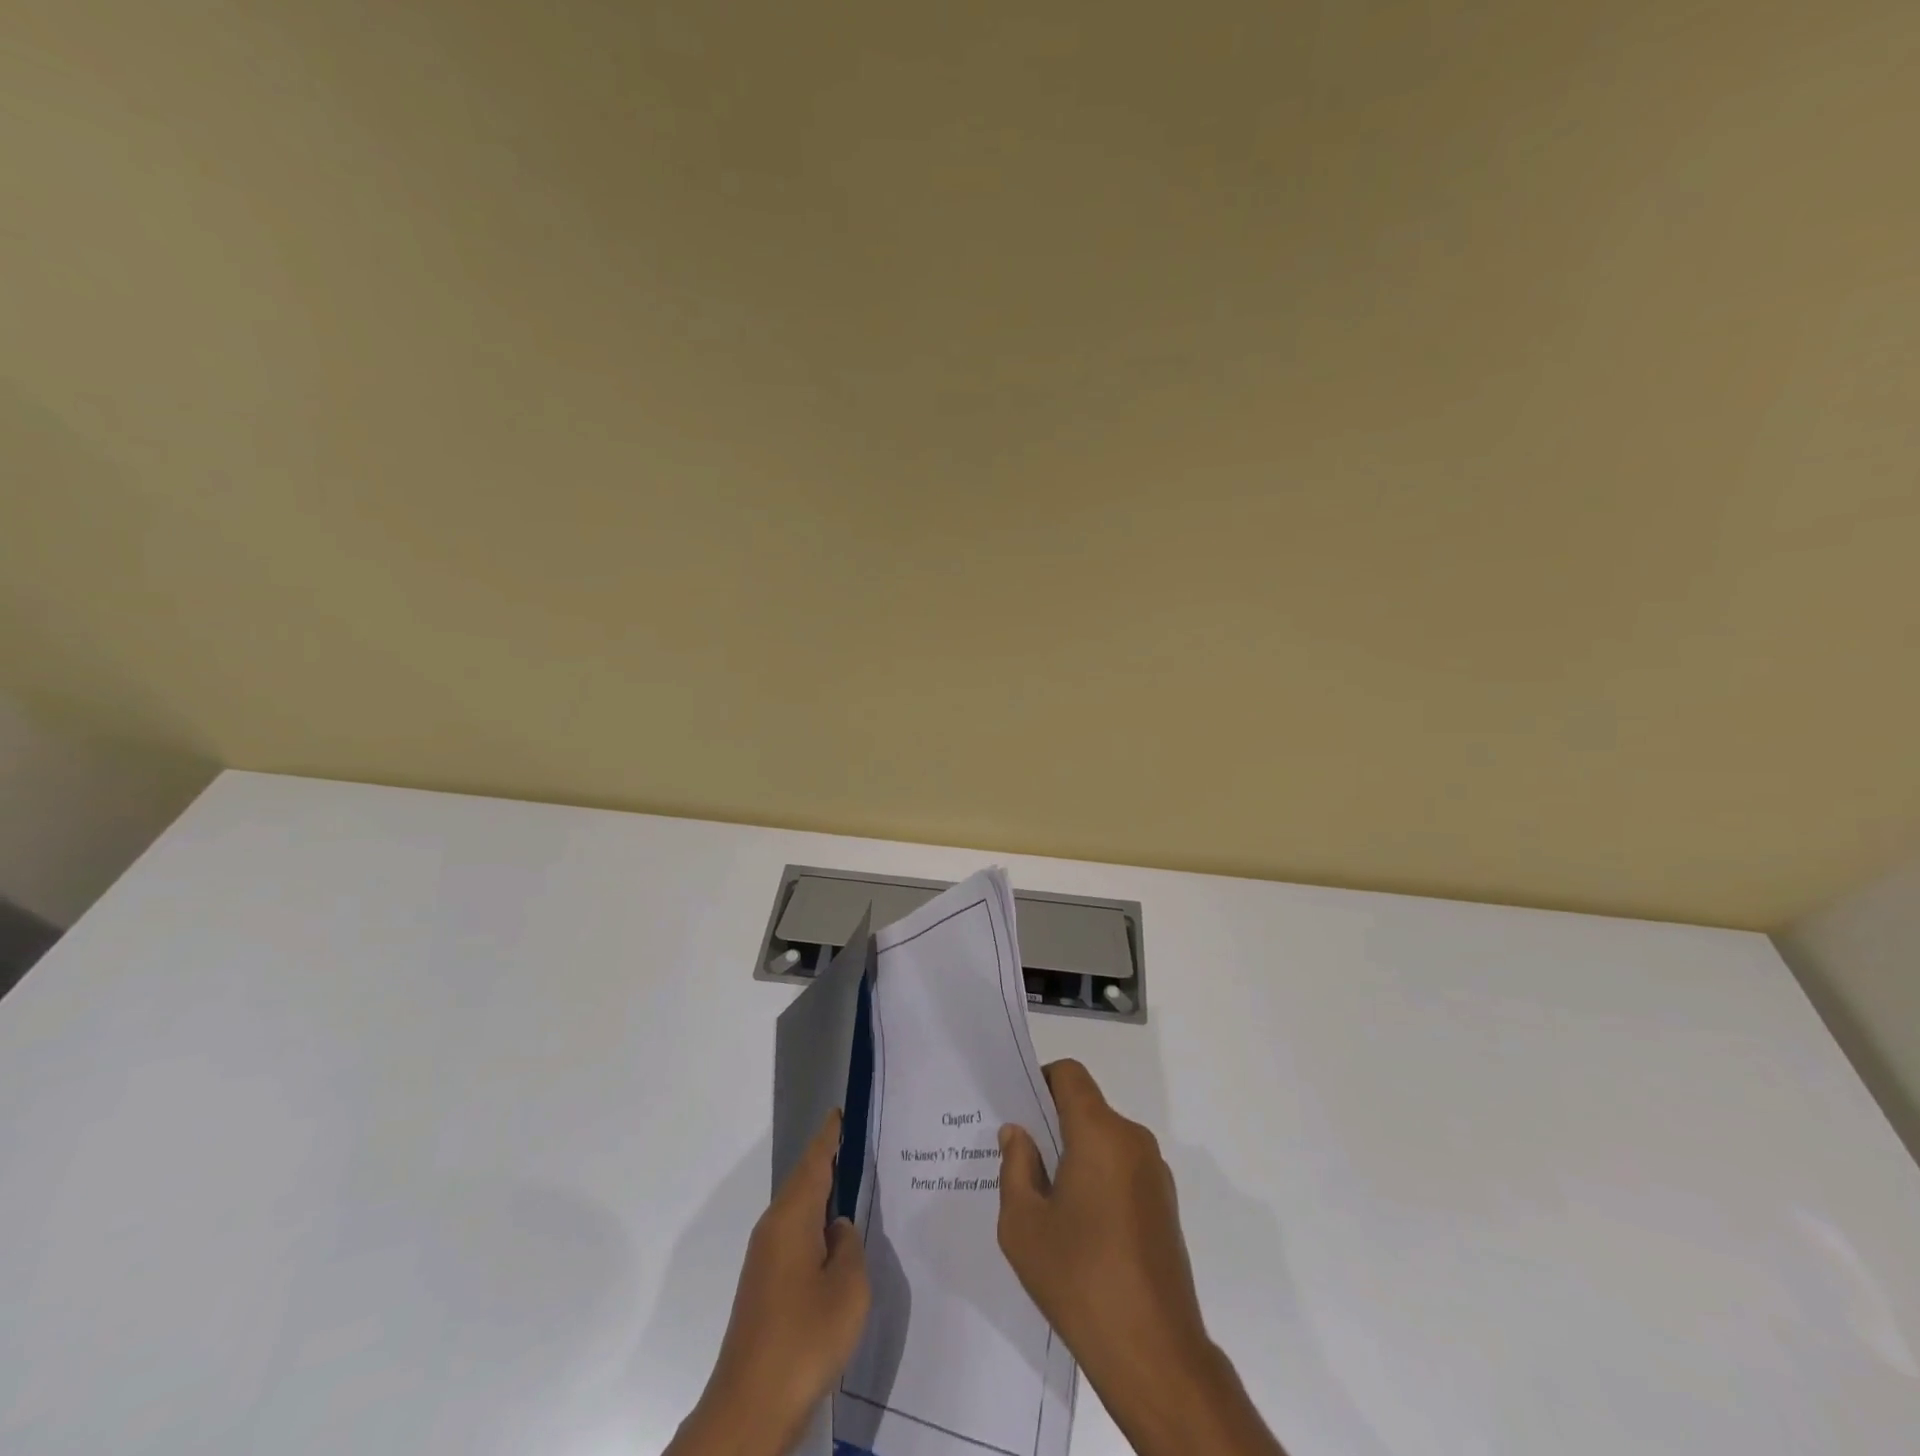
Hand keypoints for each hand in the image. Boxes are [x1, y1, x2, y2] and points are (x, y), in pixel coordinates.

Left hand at [668, 1112, 869, 1455]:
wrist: (749, 1409)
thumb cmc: (804, 1339)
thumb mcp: (848, 1289)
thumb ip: (849, 1247)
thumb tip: (838, 1229)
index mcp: (791, 1218)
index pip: (814, 1162)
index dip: (829, 1137)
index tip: (841, 1112)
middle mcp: (773, 1228)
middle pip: (804, 1182)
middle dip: (829, 1162)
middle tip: (859, 1144)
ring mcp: (765, 1259)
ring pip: (799, 1211)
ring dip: (823, 1196)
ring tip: (855, 1186)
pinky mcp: (764, 1287)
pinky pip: (795, 1236)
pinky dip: (816, 1225)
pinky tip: (836, 1242)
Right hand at [998, 1061, 1284, 1455]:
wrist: (1154, 1354)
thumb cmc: (1080, 1279)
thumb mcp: (1024, 1225)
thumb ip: (1016, 1167)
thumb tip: (1018, 1134)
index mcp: (1100, 1133)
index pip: (1070, 1075)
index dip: (1040, 1081)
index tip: (1018, 1112)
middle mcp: (1133, 1140)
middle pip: (1087, 1108)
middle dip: (1053, 1125)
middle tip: (1020, 1160)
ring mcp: (1155, 1174)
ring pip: (1105, 1141)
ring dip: (1075, 1156)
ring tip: (1045, 1201)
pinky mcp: (1165, 1206)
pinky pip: (1122, 1170)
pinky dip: (1098, 1179)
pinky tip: (1078, 1228)